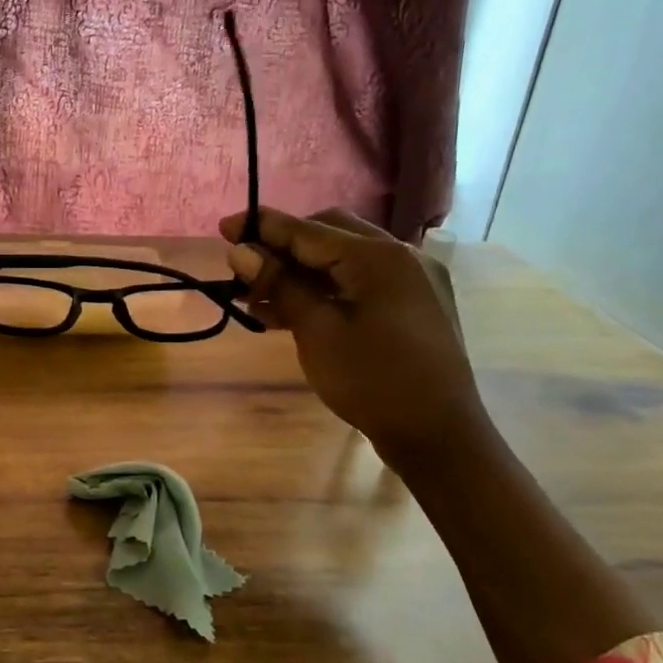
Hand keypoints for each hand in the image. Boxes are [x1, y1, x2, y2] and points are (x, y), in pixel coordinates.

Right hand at [220, 206, 485, 465]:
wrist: (439, 436)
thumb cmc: (372, 382)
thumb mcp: (317, 332)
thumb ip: (279, 284)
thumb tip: (239, 251)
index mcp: (378, 257)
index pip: (307, 230)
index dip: (262, 227)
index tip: (223, 226)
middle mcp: (400, 255)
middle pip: (329, 233)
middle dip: (283, 246)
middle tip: (245, 268)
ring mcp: (412, 279)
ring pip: (343, 258)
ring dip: (301, 270)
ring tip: (258, 297)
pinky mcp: (413, 303)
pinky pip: (361, 280)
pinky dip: (326, 288)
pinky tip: (292, 310)